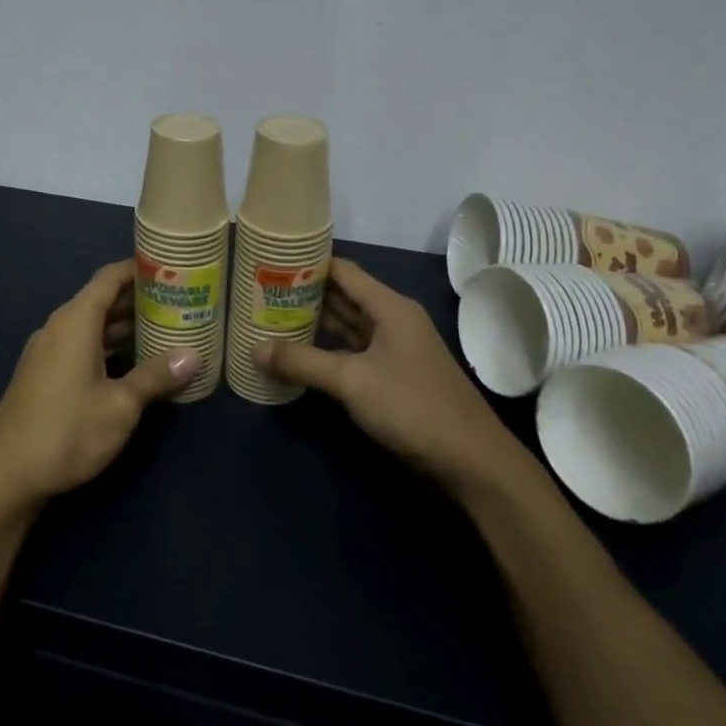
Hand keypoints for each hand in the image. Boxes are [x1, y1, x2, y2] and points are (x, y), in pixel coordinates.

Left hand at [0, 260, 197, 514]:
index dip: (139, 268)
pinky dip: (108, 346)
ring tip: (163, 329)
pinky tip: (132, 363)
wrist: (5, 475)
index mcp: (76, 321)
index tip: (171, 268)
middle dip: (138, 299)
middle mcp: (59, 328)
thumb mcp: (120, 405)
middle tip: (179, 302)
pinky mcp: (44, 375)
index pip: (110, 278)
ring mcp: (48, 352)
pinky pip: (81, 345)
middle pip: (102, 300)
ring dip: (124, 325)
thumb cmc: (67, 431)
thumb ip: (156, 376)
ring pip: (92, 326)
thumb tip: (194, 355)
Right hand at [256, 259, 540, 500]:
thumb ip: (303, 362)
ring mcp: (394, 350)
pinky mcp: (393, 377)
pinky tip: (300, 356)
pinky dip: (326, 351)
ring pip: (347, 326)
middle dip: (304, 295)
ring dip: (313, 324)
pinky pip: (352, 353)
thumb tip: (255, 349)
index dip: (307, 264)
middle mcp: (393, 320)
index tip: (269, 263)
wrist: (471, 462)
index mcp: (390, 307)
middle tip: (259, 294)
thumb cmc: (413, 407)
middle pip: (343, 297)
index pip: (342, 271)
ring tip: (270, 320)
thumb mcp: (352, 381)